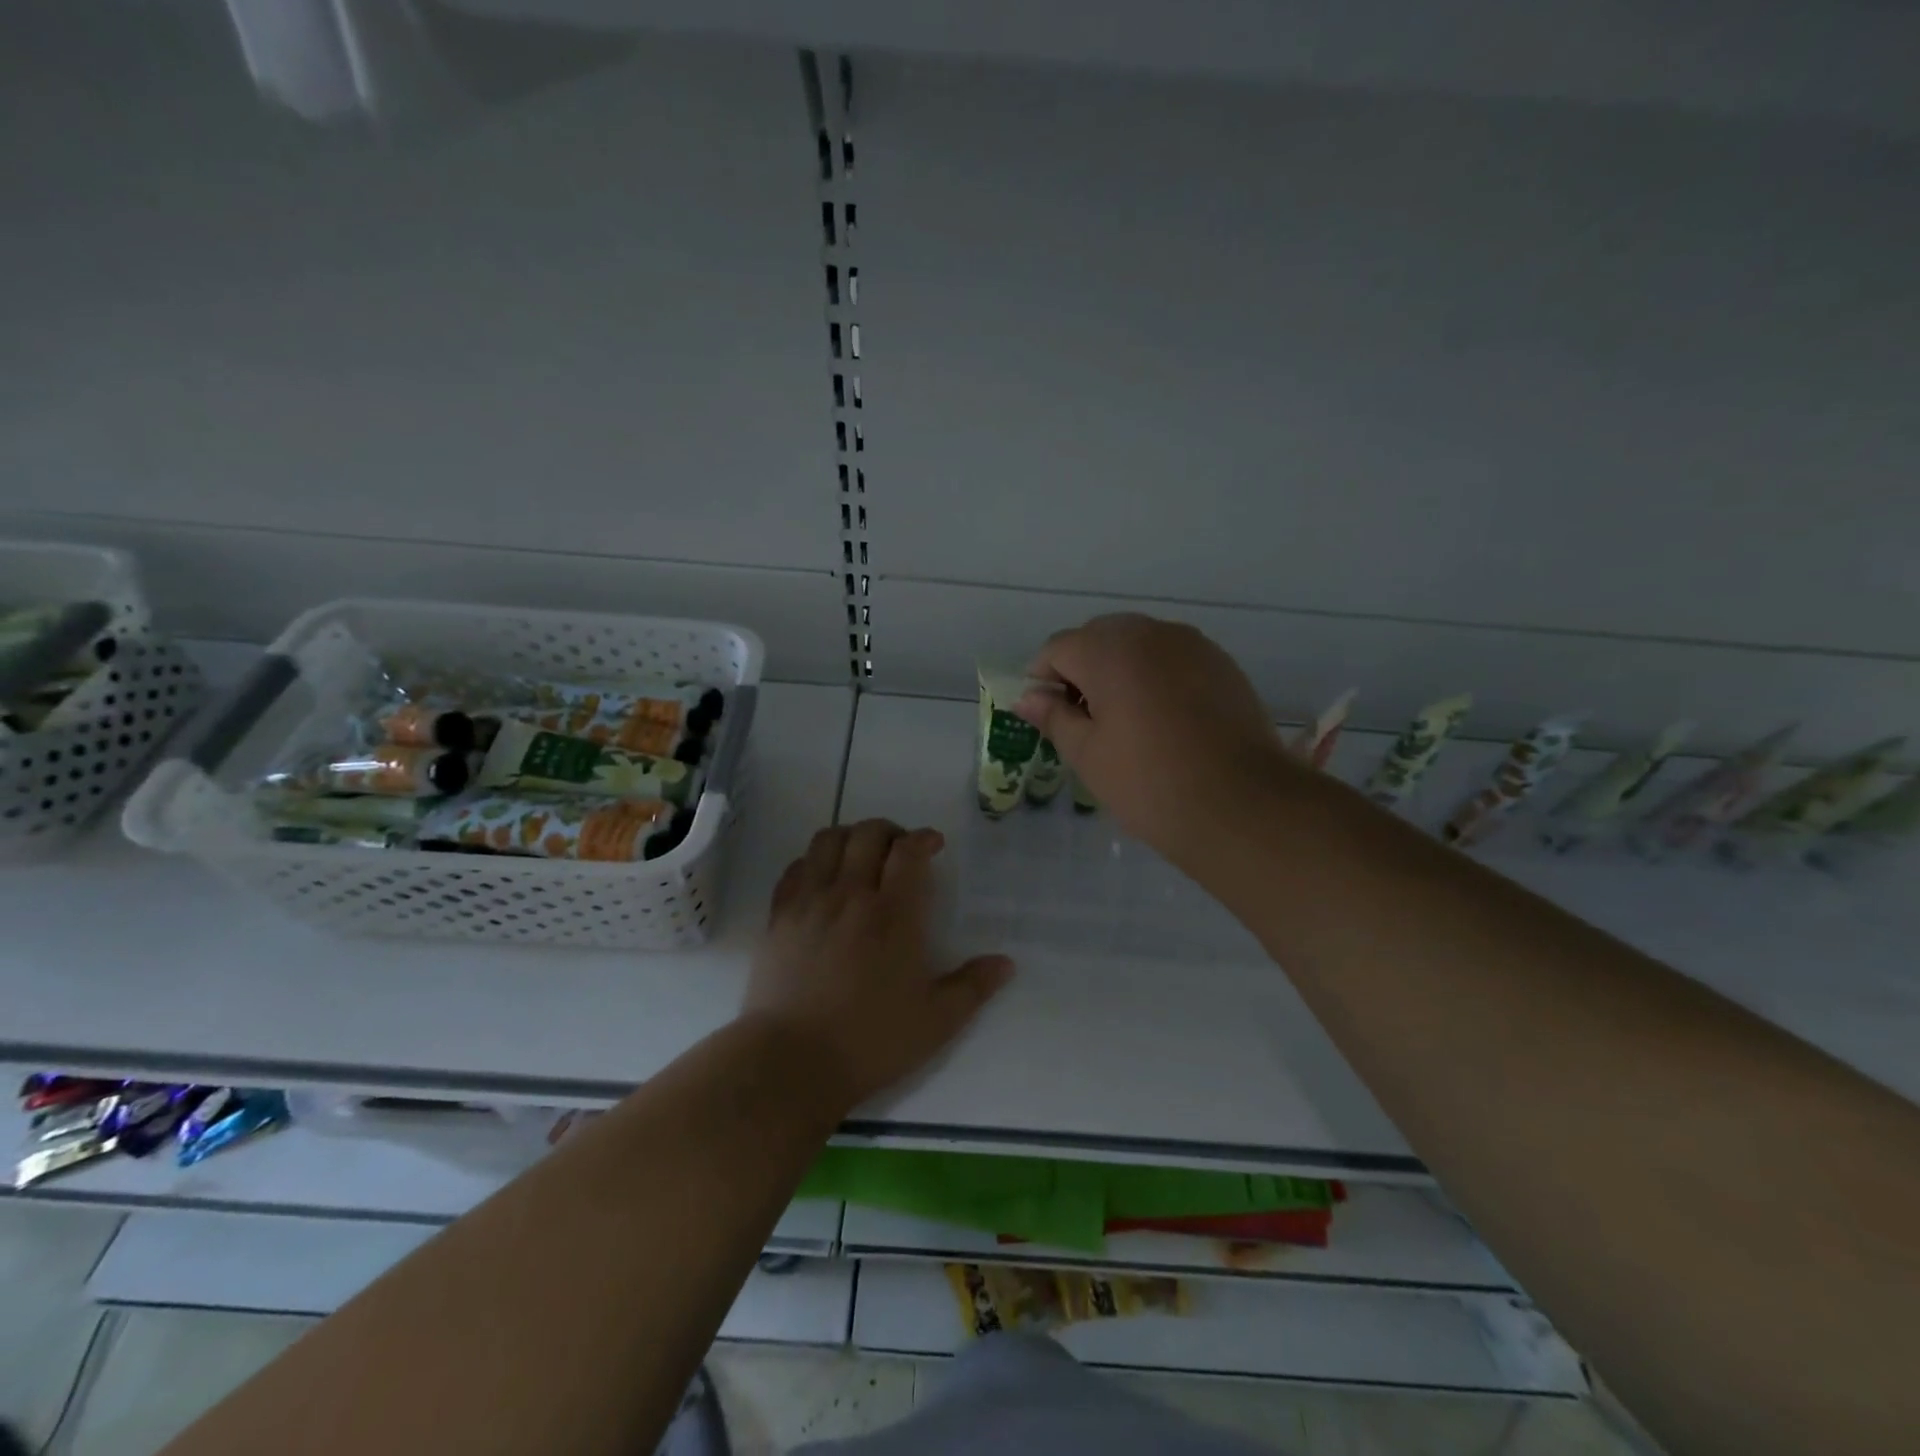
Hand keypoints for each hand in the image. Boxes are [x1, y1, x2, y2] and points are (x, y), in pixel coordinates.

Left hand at [742, 820, 1013, 1111]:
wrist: (791, 1062)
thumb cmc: (869, 1042)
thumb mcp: (935, 1023)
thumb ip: (973, 987)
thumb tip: (1005, 963)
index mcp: (893, 915)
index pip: (908, 852)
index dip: (923, 838)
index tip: (933, 845)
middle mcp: (851, 896)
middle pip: (868, 834)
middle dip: (890, 831)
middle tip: (901, 850)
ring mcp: (810, 902)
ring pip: (828, 840)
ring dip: (850, 837)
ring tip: (861, 856)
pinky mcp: (779, 916)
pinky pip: (795, 867)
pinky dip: (814, 860)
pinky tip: (823, 880)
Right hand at [1015, 613, 1290, 857]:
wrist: (1242, 806)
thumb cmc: (1149, 782)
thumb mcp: (1088, 754)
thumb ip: (1054, 716)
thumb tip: (1027, 698)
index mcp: (1109, 650)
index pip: (1057, 648)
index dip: (1043, 679)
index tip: (1048, 716)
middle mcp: (1151, 633)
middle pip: (1098, 637)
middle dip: (1081, 670)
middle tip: (1084, 721)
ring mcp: (1192, 645)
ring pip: (1138, 644)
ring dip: (1119, 671)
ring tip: (1125, 722)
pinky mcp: (1222, 664)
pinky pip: (1172, 658)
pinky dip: (1156, 676)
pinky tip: (1163, 720)